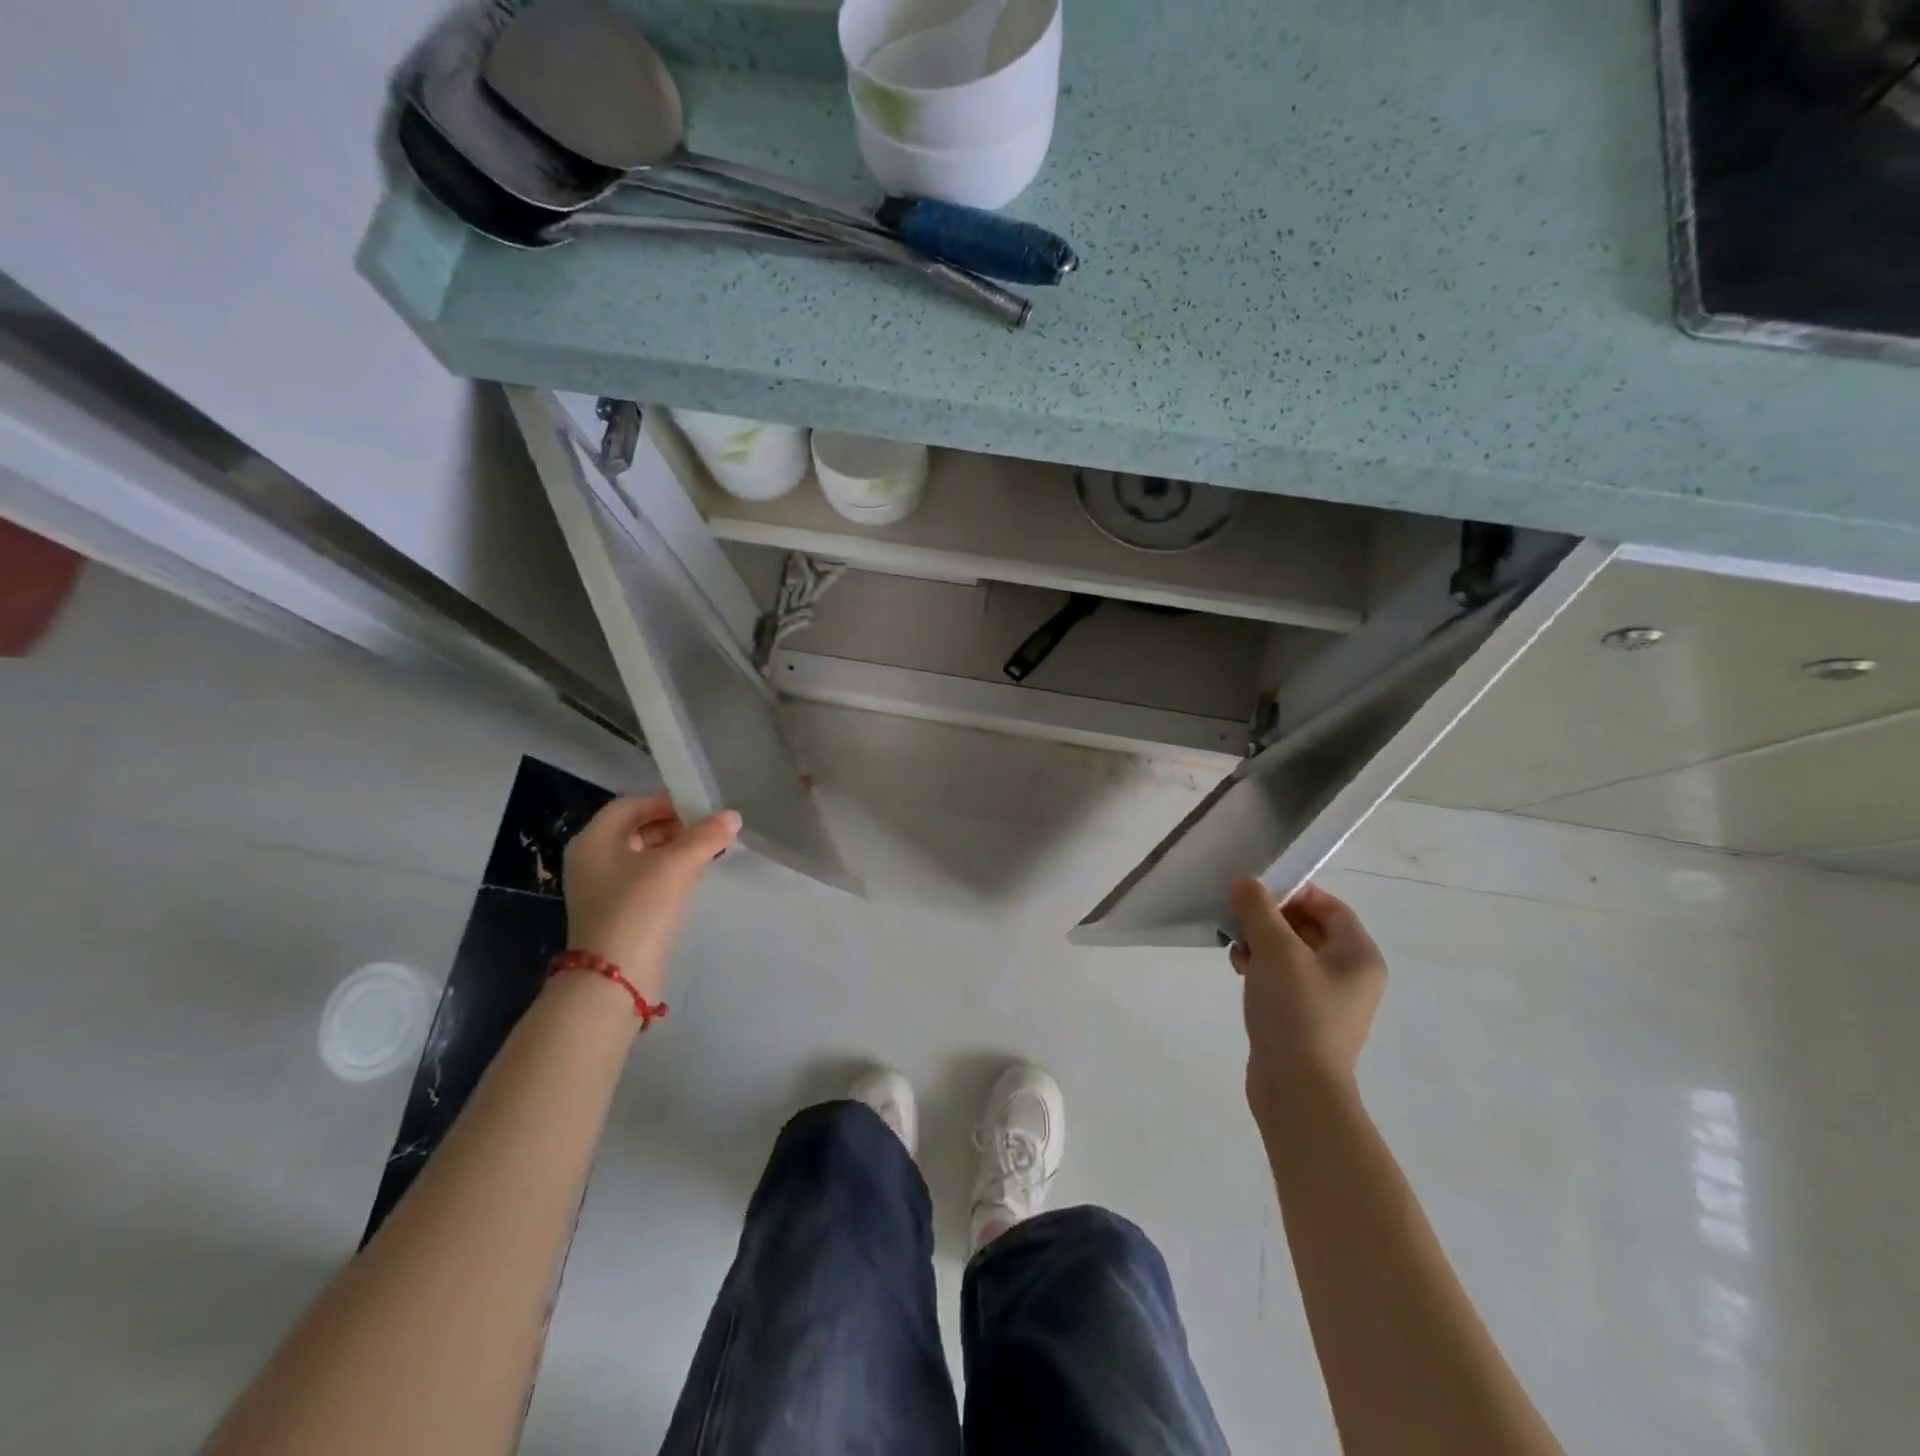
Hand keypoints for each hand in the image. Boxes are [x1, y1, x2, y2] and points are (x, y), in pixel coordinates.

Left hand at [562, 795, 740, 1000]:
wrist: (615, 980)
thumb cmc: (639, 908)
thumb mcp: (677, 866)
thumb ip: (706, 836)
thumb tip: (732, 816)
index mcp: (595, 839)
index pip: (632, 805)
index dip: (667, 801)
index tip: (702, 808)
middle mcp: (592, 859)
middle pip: (637, 829)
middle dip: (675, 826)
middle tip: (710, 831)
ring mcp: (601, 889)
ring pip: (643, 856)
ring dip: (675, 851)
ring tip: (709, 853)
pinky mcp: (615, 913)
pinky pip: (643, 881)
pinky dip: (668, 874)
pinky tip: (693, 880)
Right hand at [1230, 880, 1386, 1115]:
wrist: (1297, 1089)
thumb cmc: (1296, 1011)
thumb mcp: (1275, 950)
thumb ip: (1259, 910)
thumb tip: (1246, 882)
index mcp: (1359, 955)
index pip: (1330, 906)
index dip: (1294, 893)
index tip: (1257, 893)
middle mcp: (1351, 975)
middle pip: (1309, 928)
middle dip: (1270, 919)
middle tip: (1239, 918)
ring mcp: (1329, 1000)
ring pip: (1292, 953)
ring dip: (1262, 943)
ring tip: (1235, 948)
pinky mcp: (1306, 1018)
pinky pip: (1285, 979)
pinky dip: (1263, 968)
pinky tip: (1240, 970)